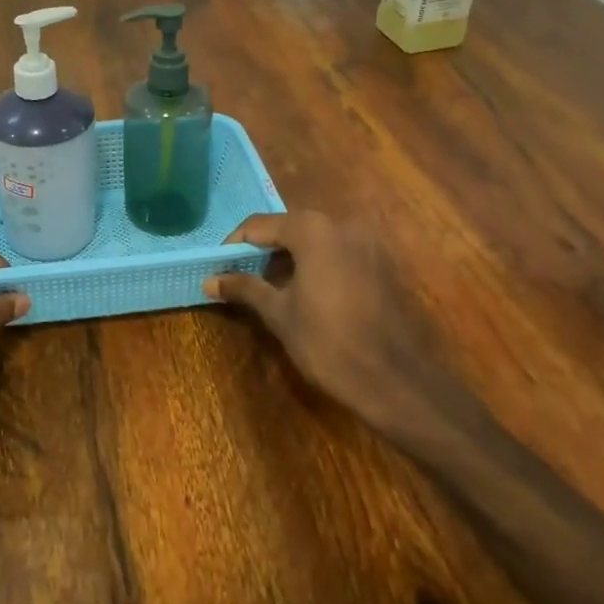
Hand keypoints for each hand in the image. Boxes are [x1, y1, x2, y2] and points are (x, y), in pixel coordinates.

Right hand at [204, 212, 488, 452]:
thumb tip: (210, 280)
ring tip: (269, 285)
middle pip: (289, 227)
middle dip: (263, 249)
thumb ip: (244, 288)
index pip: (259, 225)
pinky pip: (338, 252)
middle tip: (240, 276)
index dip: (234, 245)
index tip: (218, 267)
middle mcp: (341, 224)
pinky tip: (306, 290)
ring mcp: (367, 242)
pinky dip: (316, 262)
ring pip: (315, 239)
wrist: (394, 379)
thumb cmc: (327, 343)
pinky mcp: (381, 262)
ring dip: (289, 256)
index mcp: (312, 230)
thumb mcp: (278, 313)